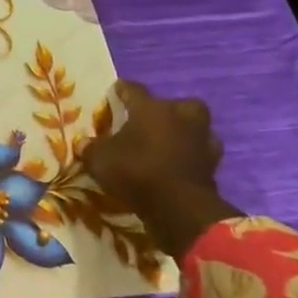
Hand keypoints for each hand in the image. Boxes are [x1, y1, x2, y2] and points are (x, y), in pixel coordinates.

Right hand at [81, 81, 238, 260]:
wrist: (180, 208)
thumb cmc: (136, 171)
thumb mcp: (100, 159)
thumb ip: (92, 148)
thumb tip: (83, 143)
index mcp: (151, 108)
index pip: (134, 90)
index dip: (123, 89)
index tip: (117, 89)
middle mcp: (180, 118)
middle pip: (180, 104)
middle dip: (169, 110)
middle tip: (155, 120)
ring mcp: (202, 142)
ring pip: (198, 129)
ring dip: (187, 134)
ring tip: (171, 144)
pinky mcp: (214, 168)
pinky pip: (201, 156)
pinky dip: (193, 159)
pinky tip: (180, 166)